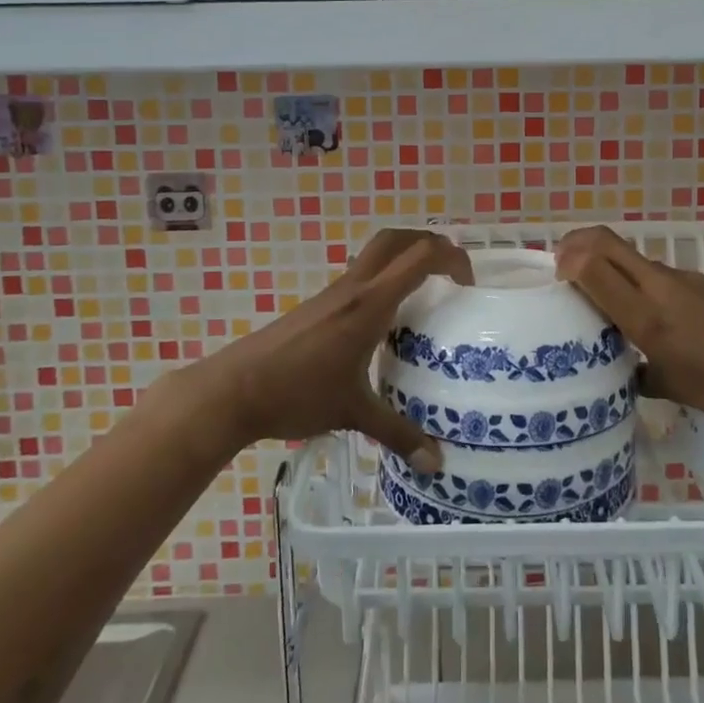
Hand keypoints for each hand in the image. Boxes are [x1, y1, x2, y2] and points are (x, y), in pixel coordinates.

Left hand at [187, 229, 472, 470]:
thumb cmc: (298, 393)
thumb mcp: (353, 413)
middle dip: (429, 243)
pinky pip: (361, 274)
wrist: (234, 389)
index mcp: (370, 304)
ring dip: (405, 257)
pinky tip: (386, 319)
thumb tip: (435, 463)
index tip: (469, 285)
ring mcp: (334, 292)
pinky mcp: (319, 304)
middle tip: (451, 271)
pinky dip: (384, 277)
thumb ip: (398, 434)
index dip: (452, 258)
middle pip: (397, 239)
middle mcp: (354, 287)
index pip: (420, 257)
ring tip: (426, 291)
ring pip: (376, 253)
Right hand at [555, 226, 703, 436]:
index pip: (590, 264)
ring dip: (610, 265)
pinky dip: (642, 281)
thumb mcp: (670, 387)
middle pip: (605, 241)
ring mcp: (685, 277)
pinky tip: (659, 314)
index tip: (558, 280)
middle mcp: (660, 285)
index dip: (566, 261)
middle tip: (565, 267)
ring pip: (633, 257)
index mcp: (646, 315)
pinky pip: (661, 272)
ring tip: (609, 299)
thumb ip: (634, 369)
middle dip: (576, 244)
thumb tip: (618, 367)